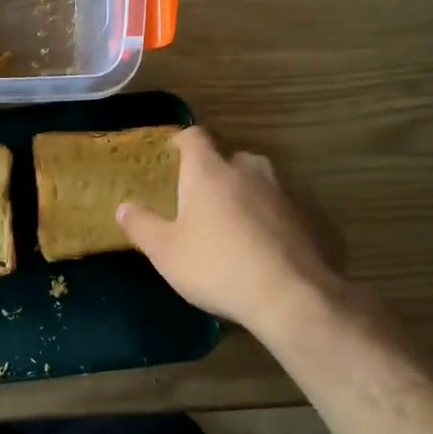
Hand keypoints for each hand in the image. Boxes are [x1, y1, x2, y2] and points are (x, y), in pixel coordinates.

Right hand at [117, 127, 348, 334]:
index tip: (172, 154)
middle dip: (214, 173)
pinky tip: (262, 246)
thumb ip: (141, 225)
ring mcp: (283, 192)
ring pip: (257, 182)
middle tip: (199, 200)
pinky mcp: (309, 216)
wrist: (291, 296)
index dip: (181, 141)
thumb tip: (124, 207)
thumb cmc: (216, 266)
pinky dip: (268, 218)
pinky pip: (280, 208)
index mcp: (209, 171)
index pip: (194, 137)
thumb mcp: (165, 251)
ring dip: (243, 195)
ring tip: (231, 224)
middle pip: (229, 158)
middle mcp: (248, 170)